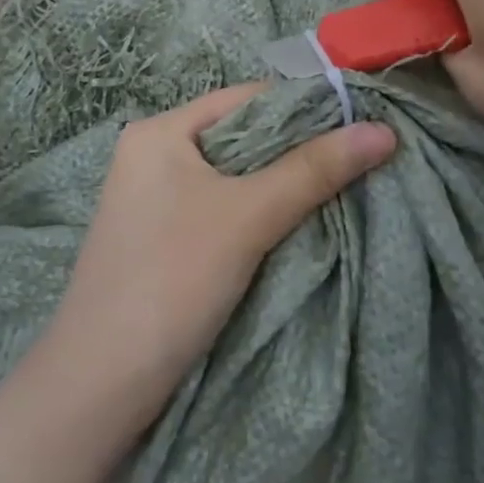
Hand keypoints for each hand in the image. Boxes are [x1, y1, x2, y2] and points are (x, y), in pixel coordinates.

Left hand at [38, 84, 395, 436]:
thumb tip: (384, 131)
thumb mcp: (248, 217)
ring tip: (342, 188)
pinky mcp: (163, 238)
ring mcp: (154, 199)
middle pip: (242, 136)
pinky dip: (260, 212)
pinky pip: (223, 208)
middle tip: (361, 159)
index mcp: (160, 131)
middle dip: (299, 149)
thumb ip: (315, 170)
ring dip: (283, 183)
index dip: (305, 106)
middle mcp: (153, 155)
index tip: (362, 123)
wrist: (100, 384)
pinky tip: (298, 223)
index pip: (246, 98)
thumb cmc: (172, 279)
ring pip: (235, 176)